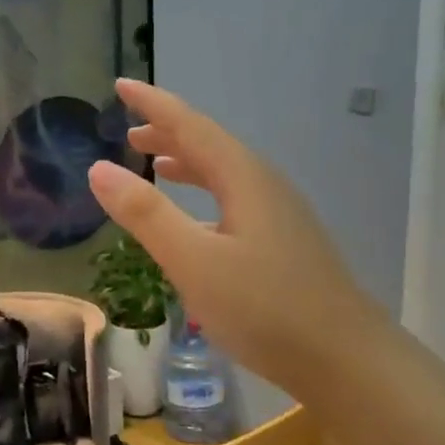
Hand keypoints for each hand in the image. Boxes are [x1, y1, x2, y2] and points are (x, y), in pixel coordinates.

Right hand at [88, 79, 385, 402]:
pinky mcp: (284, 244)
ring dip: (187, 165)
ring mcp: (280, 216)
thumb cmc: (265, 308)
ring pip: (224, 175)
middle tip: (129, 132)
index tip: (121, 84)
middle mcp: (264, 186)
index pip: (190, 125)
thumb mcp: (194, 261)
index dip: (153, 104)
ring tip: (156, 164)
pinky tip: (195, 223)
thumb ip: (147, 214)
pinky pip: (234, 202)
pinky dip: (205, 197)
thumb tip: (99, 168)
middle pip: (210, 146)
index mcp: (243, 178)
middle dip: (168, 133)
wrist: (345, 359)